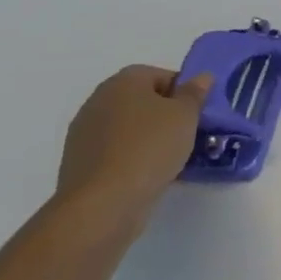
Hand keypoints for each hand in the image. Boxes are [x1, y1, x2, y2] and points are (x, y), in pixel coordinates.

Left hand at [55, 65, 211, 228]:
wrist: (102, 203)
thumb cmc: (150, 147)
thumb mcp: (186, 115)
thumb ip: (195, 93)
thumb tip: (201, 77)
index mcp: (123, 81)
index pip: (162, 76)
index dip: (184, 92)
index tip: (198, 113)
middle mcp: (98, 100)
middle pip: (143, 101)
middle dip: (167, 115)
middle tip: (189, 133)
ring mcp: (84, 133)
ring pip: (130, 128)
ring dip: (150, 138)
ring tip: (172, 158)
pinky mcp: (80, 163)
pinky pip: (116, 151)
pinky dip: (133, 157)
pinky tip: (150, 174)